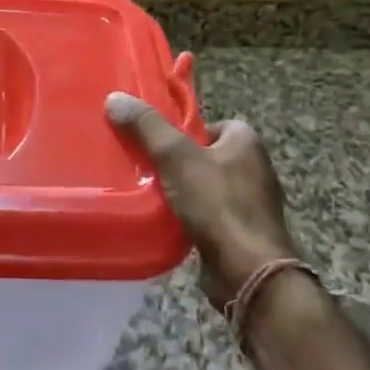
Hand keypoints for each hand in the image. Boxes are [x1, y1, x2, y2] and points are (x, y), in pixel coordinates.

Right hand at [105, 92, 295, 309]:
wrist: (247, 271)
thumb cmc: (217, 204)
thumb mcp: (176, 157)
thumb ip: (147, 127)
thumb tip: (115, 98)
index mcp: (246, 142)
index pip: (211, 124)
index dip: (183, 130)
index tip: (156, 141)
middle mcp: (254, 168)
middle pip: (205, 154)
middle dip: (177, 161)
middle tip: (145, 165)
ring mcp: (250, 203)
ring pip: (205, 186)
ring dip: (181, 190)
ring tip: (149, 193)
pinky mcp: (242, 232)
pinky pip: (208, 214)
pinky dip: (190, 216)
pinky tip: (166, 220)